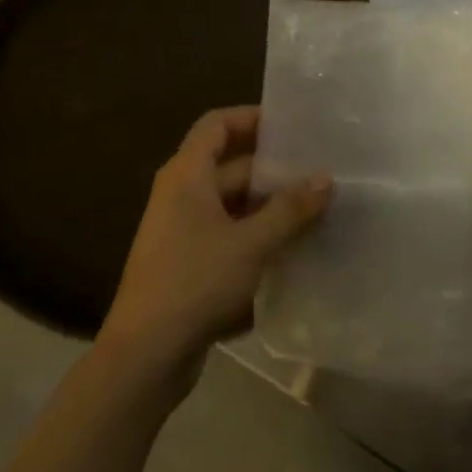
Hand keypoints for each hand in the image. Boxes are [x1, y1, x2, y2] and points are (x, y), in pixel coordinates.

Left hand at [101, 106, 330, 382]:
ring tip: (317, 208)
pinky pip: (229, 236)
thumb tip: (325, 179)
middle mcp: (181, 195)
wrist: (146, 355)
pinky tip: (294, 248)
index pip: (217, 125)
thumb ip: (290, 209)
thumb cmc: (195, 282)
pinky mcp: (189, 264)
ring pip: (233, 205)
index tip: (292, 124)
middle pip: (230, 166)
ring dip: (270, 206)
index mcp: (186, 176)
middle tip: (320, 170)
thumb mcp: (251, 243)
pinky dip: (258, 236)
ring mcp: (183, 232)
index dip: (251, 117)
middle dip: (274, 169)